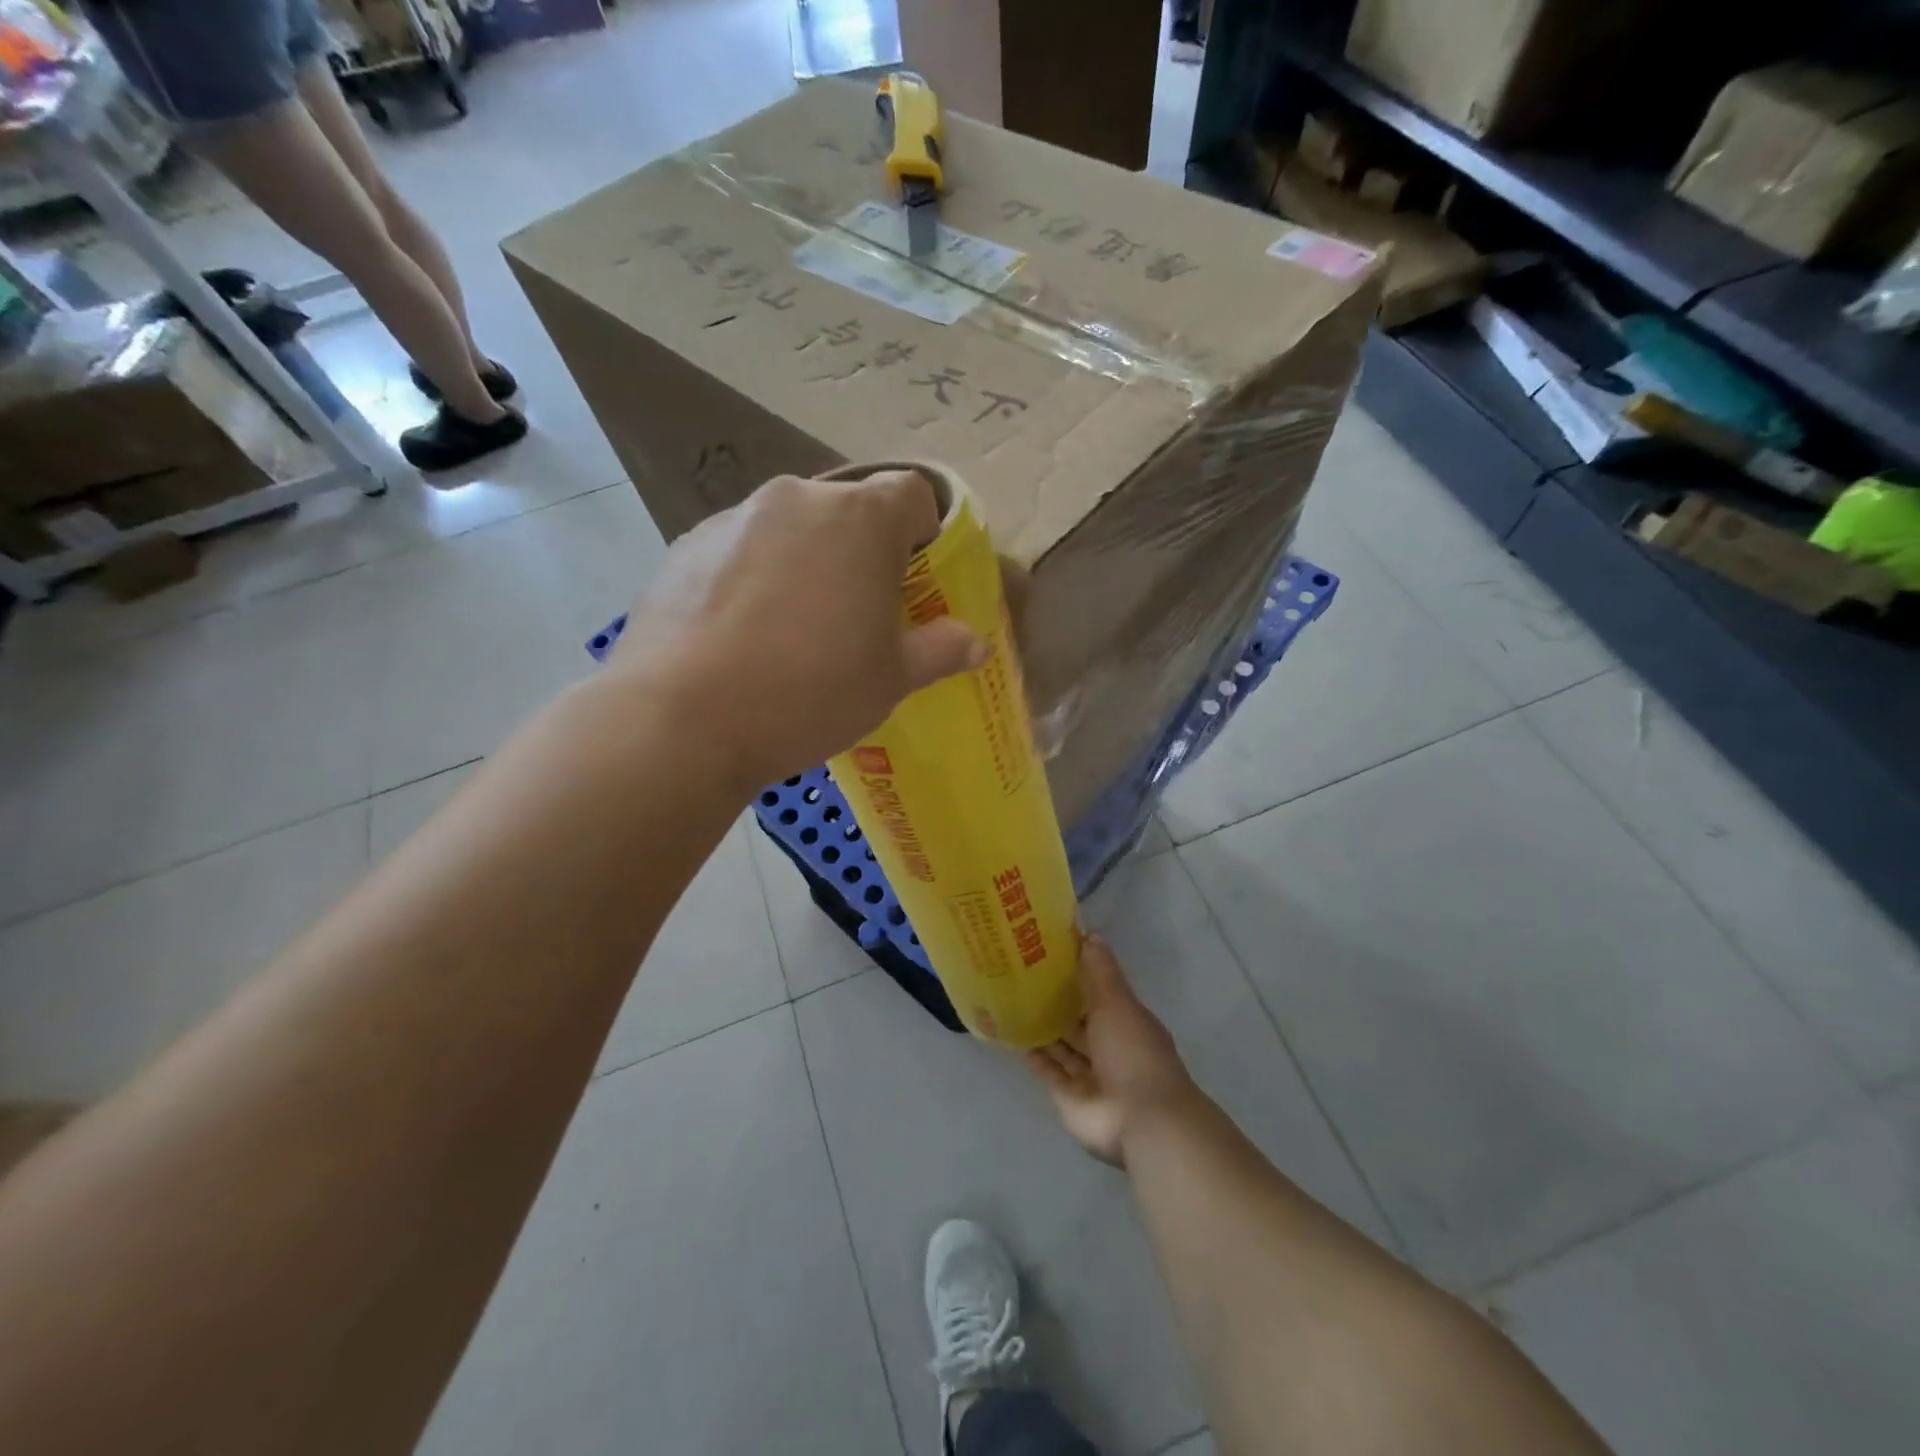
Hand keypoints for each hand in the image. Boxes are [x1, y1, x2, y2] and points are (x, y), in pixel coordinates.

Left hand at [612, 469, 986, 786]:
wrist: (683, 718)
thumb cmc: (811, 691)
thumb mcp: (892, 679)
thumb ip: (940, 650)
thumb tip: (974, 642)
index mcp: (861, 518)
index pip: (912, 492)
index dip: (923, 531)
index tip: (916, 578)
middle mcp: (797, 498)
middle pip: (848, 510)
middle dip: (862, 551)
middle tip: (857, 612)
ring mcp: (734, 517)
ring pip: (791, 529)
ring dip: (806, 562)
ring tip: (794, 630)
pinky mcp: (685, 545)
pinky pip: (740, 550)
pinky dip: (754, 577)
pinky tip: (743, 635)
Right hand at [1027, 936, 1197, 1167]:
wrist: (1140, 1120)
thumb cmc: (1133, 1052)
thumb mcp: (1118, 1002)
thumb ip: (1101, 971)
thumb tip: (1089, 934)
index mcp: (1126, 1021)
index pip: (1099, 992)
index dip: (1078, 973)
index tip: (1049, 952)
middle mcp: (1108, 1046)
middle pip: (1079, 1020)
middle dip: (1057, 1001)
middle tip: (1021, 973)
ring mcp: (1089, 1074)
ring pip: (1062, 1045)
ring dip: (1043, 1027)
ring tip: (1011, 999)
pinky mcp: (1068, 1097)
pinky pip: (1048, 1070)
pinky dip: (1033, 1055)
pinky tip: (1012, 1035)